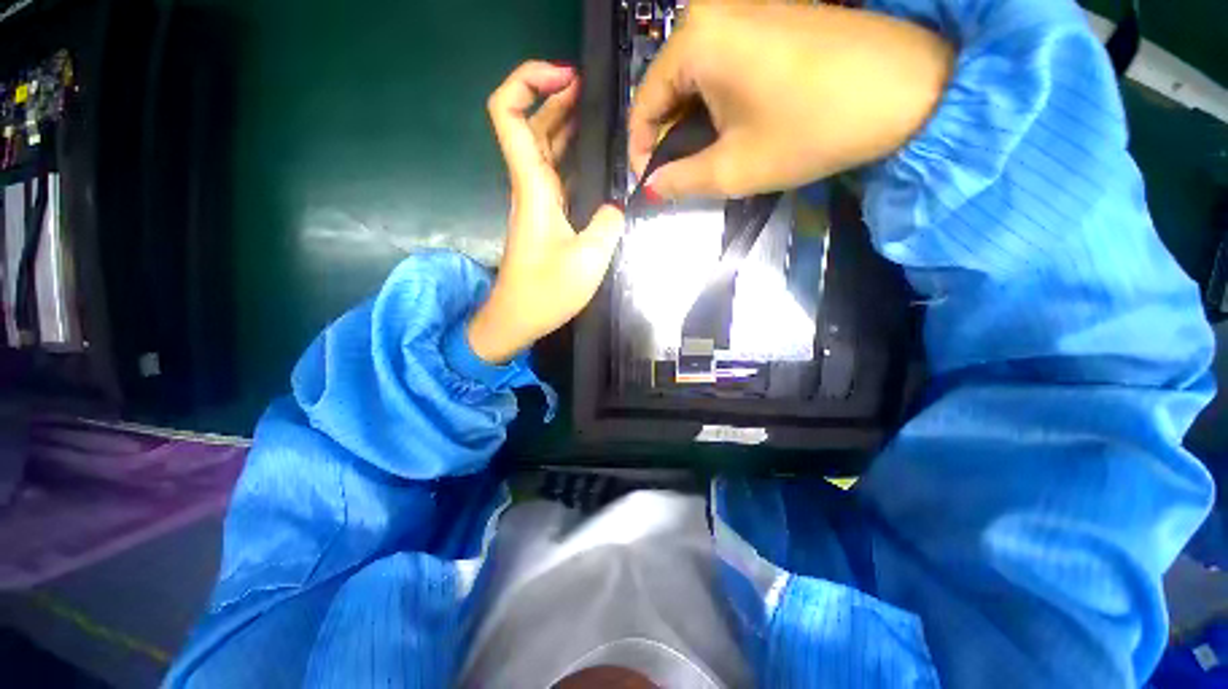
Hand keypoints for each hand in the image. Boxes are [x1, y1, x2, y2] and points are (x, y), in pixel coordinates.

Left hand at [467, 61, 625, 363]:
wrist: (517, 319)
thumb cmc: (545, 292)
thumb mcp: (588, 260)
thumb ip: (609, 224)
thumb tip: (618, 205)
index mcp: (533, 187)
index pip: (508, 115)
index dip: (527, 82)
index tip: (565, 77)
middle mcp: (530, 187)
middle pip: (531, 125)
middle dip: (557, 97)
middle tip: (594, 91)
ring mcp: (536, 202)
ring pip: (545, 149)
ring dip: (567, 124)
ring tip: (600, 115)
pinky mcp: (545, 218)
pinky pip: (557, 175)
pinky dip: (573, 158)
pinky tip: (597, 159)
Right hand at [629, 3, 953, 198]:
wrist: (906, 89)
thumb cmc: (810, 130)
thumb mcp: (734, 167)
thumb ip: (680, 180)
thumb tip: (650, 189)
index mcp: (696, 39)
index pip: (644, 103)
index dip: (641, 150)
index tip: (650, 184)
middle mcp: (711, 11)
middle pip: (668, 88)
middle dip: (669, 138)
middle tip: (679, 177)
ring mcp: (743, 7)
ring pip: (694, 78)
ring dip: (692, 123)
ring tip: (705, 159)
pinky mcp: (768, 15)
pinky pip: (721, 65)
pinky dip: (716, 103)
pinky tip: (729, 128)